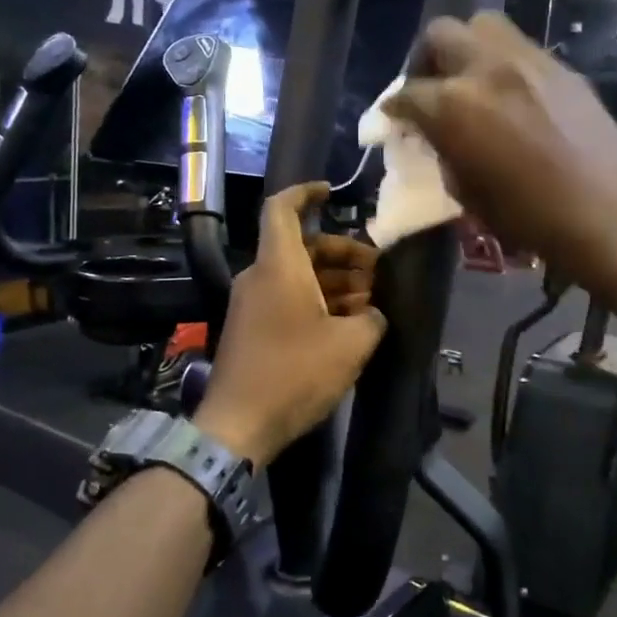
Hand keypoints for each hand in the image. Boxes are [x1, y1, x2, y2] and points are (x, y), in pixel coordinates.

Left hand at [195, 183, 386, 464]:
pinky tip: (346, 323)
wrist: (239, 423)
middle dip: (343, 253)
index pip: (282, 208)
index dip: (305, 193)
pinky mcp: (251, 328)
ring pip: (296, 275)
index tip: (332, 193)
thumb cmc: (295, 374)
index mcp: (279, 266)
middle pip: (301, 246)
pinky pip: (286, 298)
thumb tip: (373, 314)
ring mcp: (252, 303)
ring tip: (370, 302)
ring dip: (334, 281)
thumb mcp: (350, 346)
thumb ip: (371, 320)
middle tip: (377, 271)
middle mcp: (260, 276)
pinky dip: (316, 300)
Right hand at [383, 15, 616, 283]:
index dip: (394, 108)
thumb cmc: (524, 214)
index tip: (394, 118)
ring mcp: (528, 61)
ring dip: (467, 48)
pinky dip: (503, 64)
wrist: (601, 212)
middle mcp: (486, 69)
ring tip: (471, 81)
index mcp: (453, 105)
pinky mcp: (561, 67)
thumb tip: (435, 134)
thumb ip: (442, 149)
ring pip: (483, 26)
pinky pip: (520, 48)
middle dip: (425, 59)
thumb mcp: (464, 190)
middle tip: (430, 87)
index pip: (407, 93)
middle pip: (440, 34)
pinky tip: (511, 95)